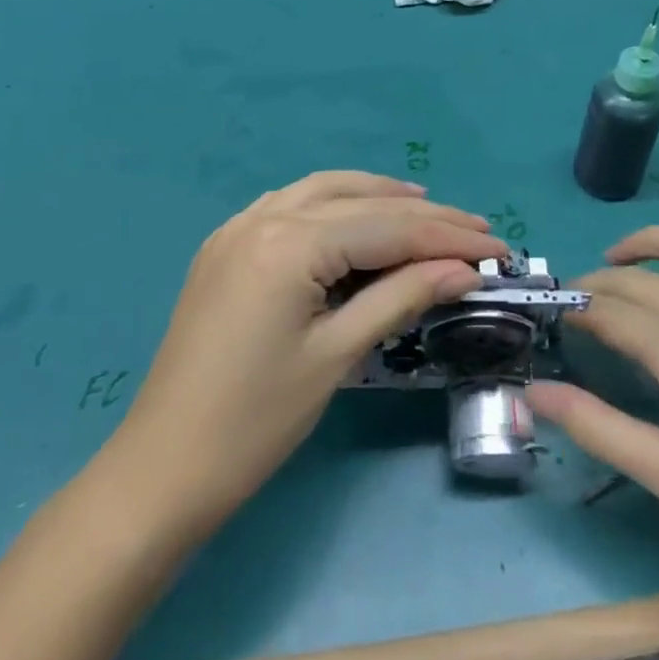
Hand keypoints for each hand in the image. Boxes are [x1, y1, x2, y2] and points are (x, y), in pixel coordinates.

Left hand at [105, 171, 510, 533]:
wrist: (162, 468)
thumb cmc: (256, 422)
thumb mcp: (337, 355)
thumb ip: (401, 297)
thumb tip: (461, 270)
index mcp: (289, 243)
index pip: (386, 227)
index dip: (447, 237)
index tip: (496, 247)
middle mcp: (263, 216)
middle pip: (360, 202)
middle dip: (422, 216)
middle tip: (476, 230)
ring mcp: (239, 226)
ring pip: (323, 191)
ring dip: (377, 197)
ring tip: (425, 209)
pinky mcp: (228, 245)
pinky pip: (291, 205)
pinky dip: (334, 205)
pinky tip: (357, 219)